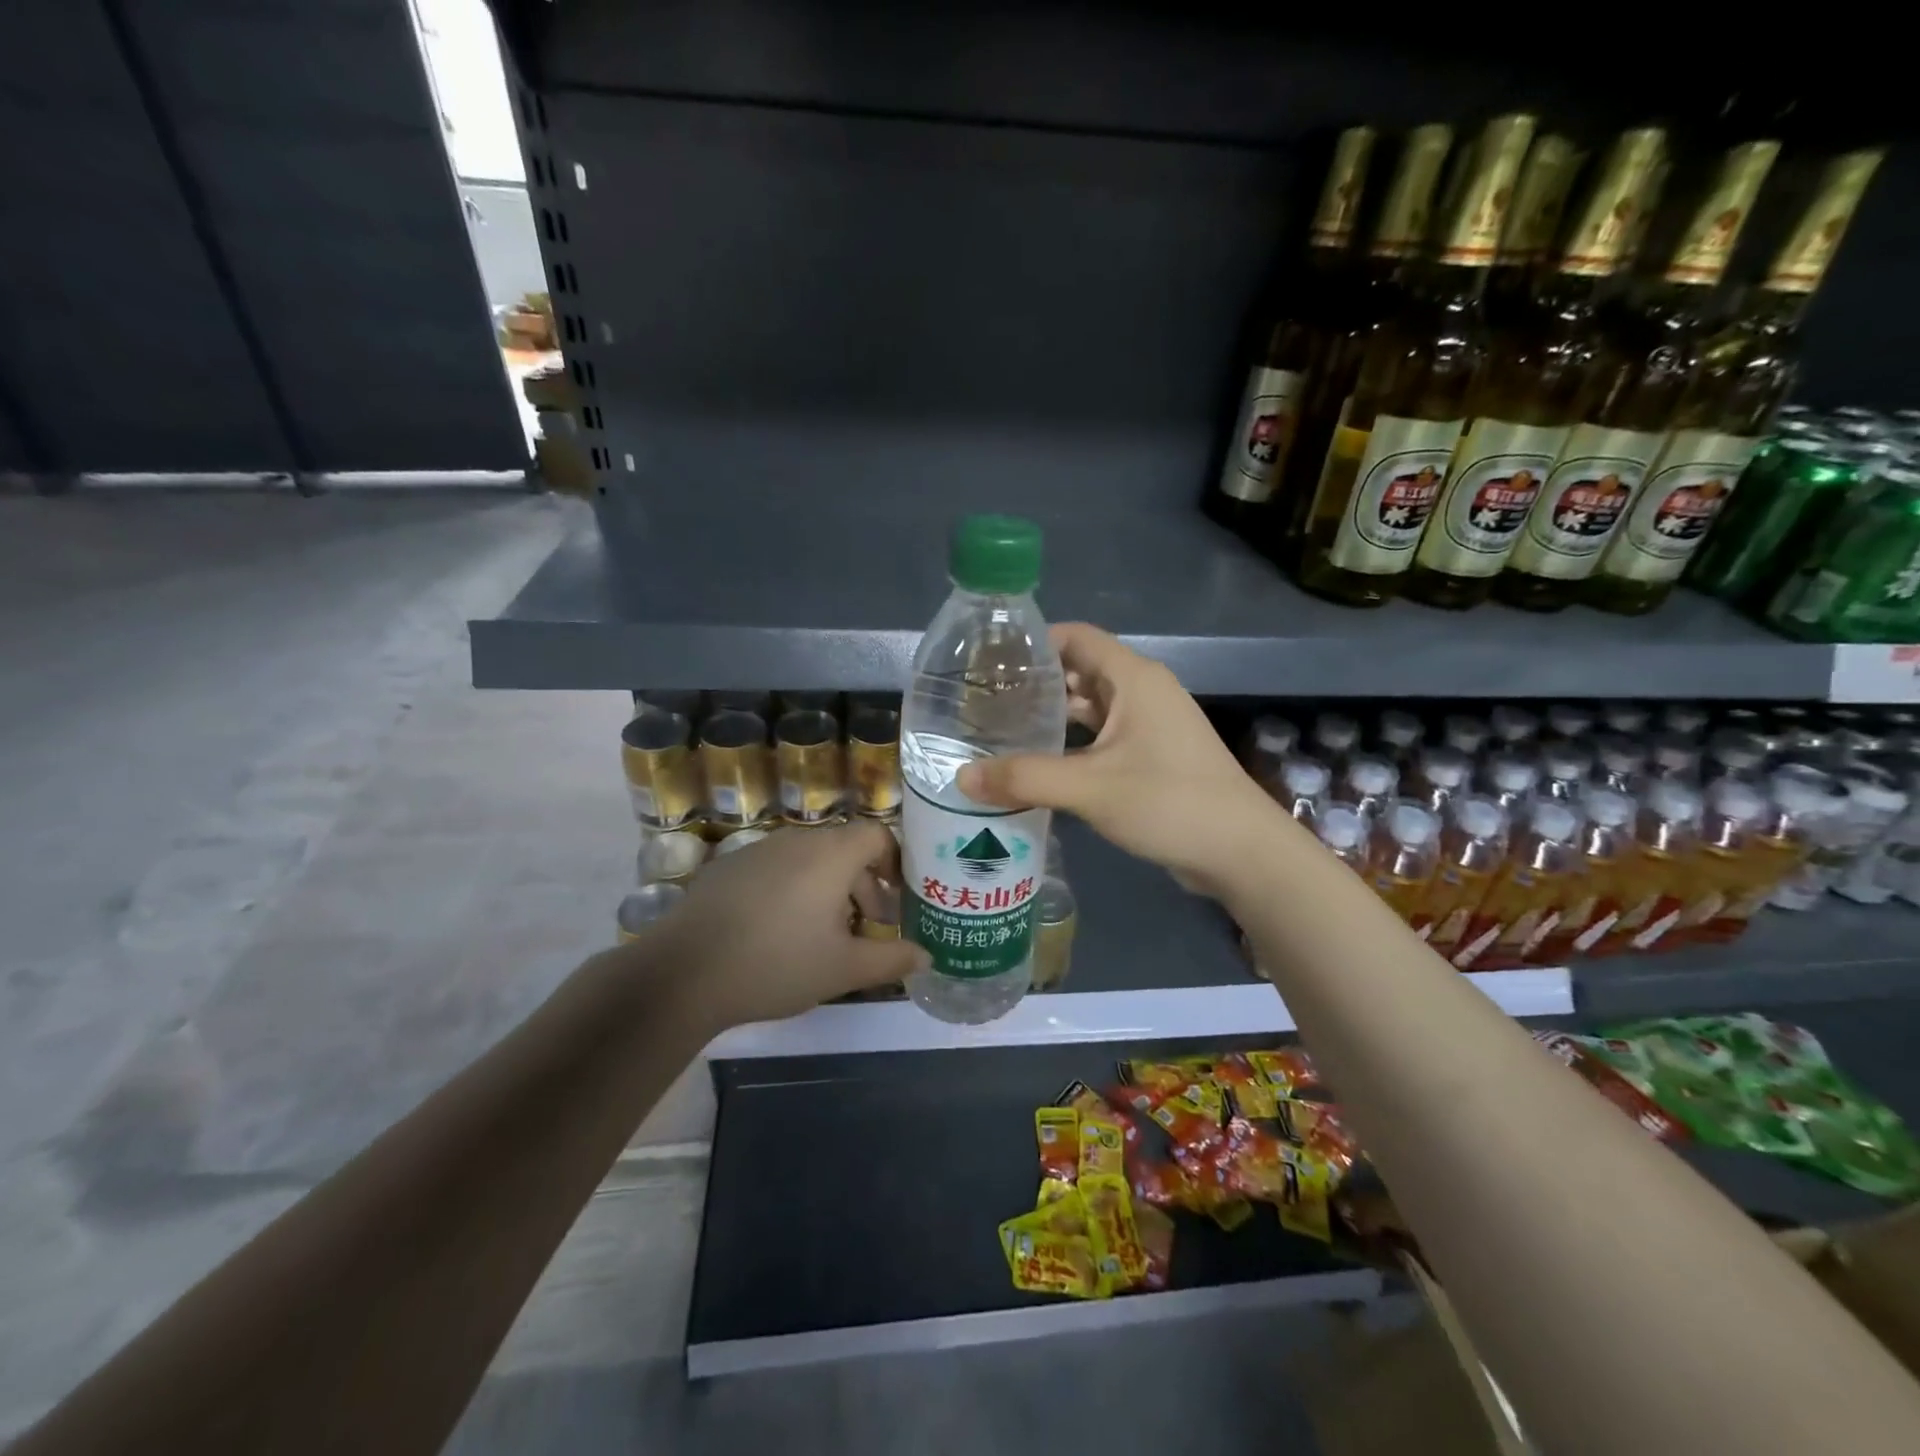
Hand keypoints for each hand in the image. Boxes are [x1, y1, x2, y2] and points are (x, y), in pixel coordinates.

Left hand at [641, 819, 927, 1028]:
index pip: (878, 835)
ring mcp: (758, 850)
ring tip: (825, 936)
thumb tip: (926, 956)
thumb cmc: (777, 964)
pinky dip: (793, 890)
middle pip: (845, 850)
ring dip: (829, 890)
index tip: (899, 899)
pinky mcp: (729, 867)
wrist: (683, 973)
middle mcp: (797, 840)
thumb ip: (891, 959)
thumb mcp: (843, 969)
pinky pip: (778, 869)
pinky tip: (779, 933)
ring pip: (810, 860)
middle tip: (868, 928)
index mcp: (831, 854)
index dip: (896, 862)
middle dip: (864, 886)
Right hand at [957, 623, 1276, 895]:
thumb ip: (1024, 779)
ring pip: (1090, 708)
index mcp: (1133, 679)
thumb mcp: (1090, 788)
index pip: (1075, 637)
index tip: (988, 661)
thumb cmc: (1169, 803)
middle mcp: (1143, 692)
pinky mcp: (1152, 757)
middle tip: (984, 701)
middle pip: (1079, 671)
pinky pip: (1103, 738)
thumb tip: (961, 777)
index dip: (1033, 642)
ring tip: (1000, 731)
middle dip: (1034, 683)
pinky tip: (1039, 765)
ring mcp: (1150, 726)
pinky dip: (1072, 744)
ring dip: (1052, 717)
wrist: (1241, 852)